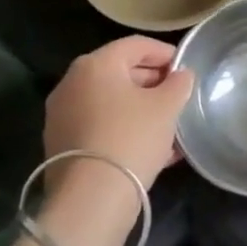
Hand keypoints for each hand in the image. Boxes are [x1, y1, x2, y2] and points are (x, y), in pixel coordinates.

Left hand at [44, 36, 195, 188]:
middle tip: (178, 97)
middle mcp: (72, 84)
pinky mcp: (61, 146)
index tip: (185, 68)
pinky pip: (100, 127)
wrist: (90, 200)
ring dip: (140, 109)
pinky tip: (151, 148)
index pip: (136, 45)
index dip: (165, 52)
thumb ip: (179, 83)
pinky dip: (124, 129)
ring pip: (111, 103)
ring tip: (169, 126)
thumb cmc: (132, 138)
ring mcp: (62, 116)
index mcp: (95, 64)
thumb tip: (181, 75)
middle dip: (152, 82)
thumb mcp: (167, 106)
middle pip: (120, 72)